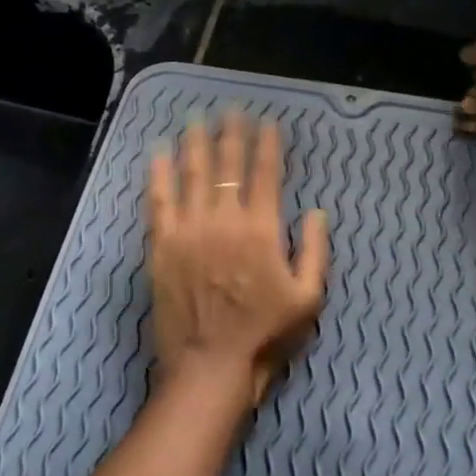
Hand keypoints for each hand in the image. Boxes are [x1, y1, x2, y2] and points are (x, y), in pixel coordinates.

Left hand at [147, 111, 329, 406]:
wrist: (210, 366)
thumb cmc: (264, 334)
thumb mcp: (308, 298)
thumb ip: (316, 251)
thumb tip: (317, 211)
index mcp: (261, 229)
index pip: (265, 174)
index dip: (266, 144)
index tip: (266, 122)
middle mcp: (223, 219)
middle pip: (227, 165)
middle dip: (231, 134)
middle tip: (230, 110)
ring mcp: (188, 230)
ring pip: (192, 174)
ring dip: (196, 144)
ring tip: (196, 120)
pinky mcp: (162, 245)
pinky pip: (159, 201)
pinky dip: (159, 174)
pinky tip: (158, 154)